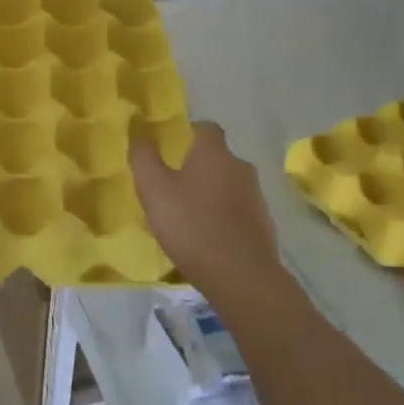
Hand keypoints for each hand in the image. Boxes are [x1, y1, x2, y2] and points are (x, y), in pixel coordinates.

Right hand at [131, 121, 283, 303]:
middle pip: (217, 158)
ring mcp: (256, 197)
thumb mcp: (154, 189)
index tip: (171, 147)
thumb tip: (138, 127)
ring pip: (228, 185)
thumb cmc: (192, 225)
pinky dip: (223, 218)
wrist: (242, 277)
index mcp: (214, 153)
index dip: (189, 133)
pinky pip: (238, 212)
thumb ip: (143, 156)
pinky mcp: (264, 225)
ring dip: (210, 194)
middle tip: (172, 186)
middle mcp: (240, 167)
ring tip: (187, 216)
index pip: (206, 128)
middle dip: (197, 167)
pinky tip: (207, 239)